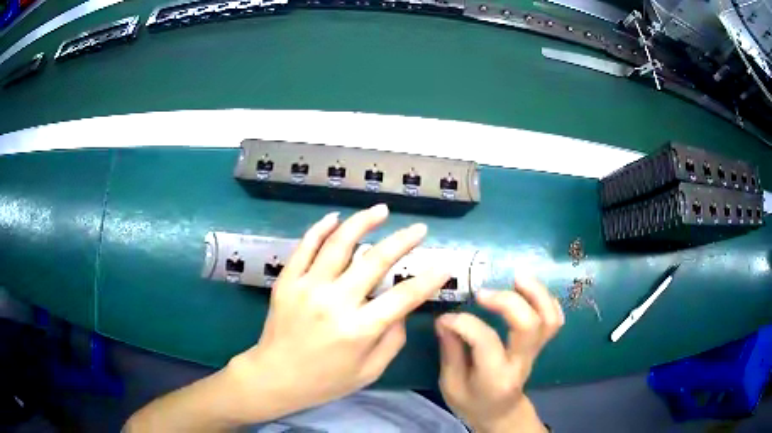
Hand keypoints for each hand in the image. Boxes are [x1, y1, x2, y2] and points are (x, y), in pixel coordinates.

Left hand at [226, 204, 448, 421]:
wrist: (275, 377)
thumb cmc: (326, 380)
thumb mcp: (370, 371)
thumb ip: (392, 339)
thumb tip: (403, 308)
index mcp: (359, 329)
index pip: (404, 296)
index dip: (429, 279)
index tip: (444, 265)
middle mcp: (335, 302)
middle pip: (375, 260)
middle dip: (403, 241)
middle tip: (419, 228)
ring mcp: (307, 287)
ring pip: (339, 243)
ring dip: (363, 222)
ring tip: (382, 210)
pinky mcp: (287, 281)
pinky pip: (305, 247)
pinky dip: (321, 229)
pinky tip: (335, 217)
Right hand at [435, 276, 563, 432]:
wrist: (501, 412)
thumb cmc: (472, 402)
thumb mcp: (451, 385)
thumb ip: (450, 351)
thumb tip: (445, 319)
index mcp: (495, 377)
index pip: (486, 342)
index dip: (464, 323)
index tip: (445, 318)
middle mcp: (521, 362)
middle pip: (529, 325)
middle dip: (508, 301)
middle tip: (483, 292)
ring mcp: (535, 352)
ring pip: (549, 318)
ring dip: (536, 293)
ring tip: (516, 276)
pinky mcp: (540, 344)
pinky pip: (554, 319)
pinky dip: (546, 300)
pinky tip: (529, 289)